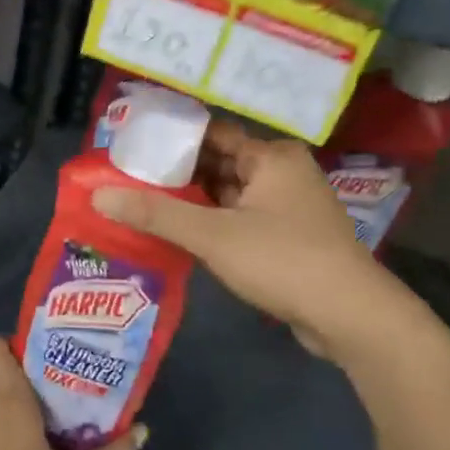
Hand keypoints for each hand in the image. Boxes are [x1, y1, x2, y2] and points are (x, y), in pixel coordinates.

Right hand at [92, 118, 419, 364]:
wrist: (350, 316)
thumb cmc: (282, 259)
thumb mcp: (212, 234)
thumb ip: (156, 213)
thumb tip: (99, 194)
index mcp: (271, 157)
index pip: (212, 134)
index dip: (172, 139)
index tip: (133, 147)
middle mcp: (282, 173)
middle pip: (219, 163)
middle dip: (177, 173)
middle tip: (128, 178)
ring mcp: (288, 207)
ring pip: (229, 195)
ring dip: (193, 201)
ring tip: (143, 204)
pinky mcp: (288, 238)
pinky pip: (240, 219)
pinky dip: (212, 223)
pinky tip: (179, 234)